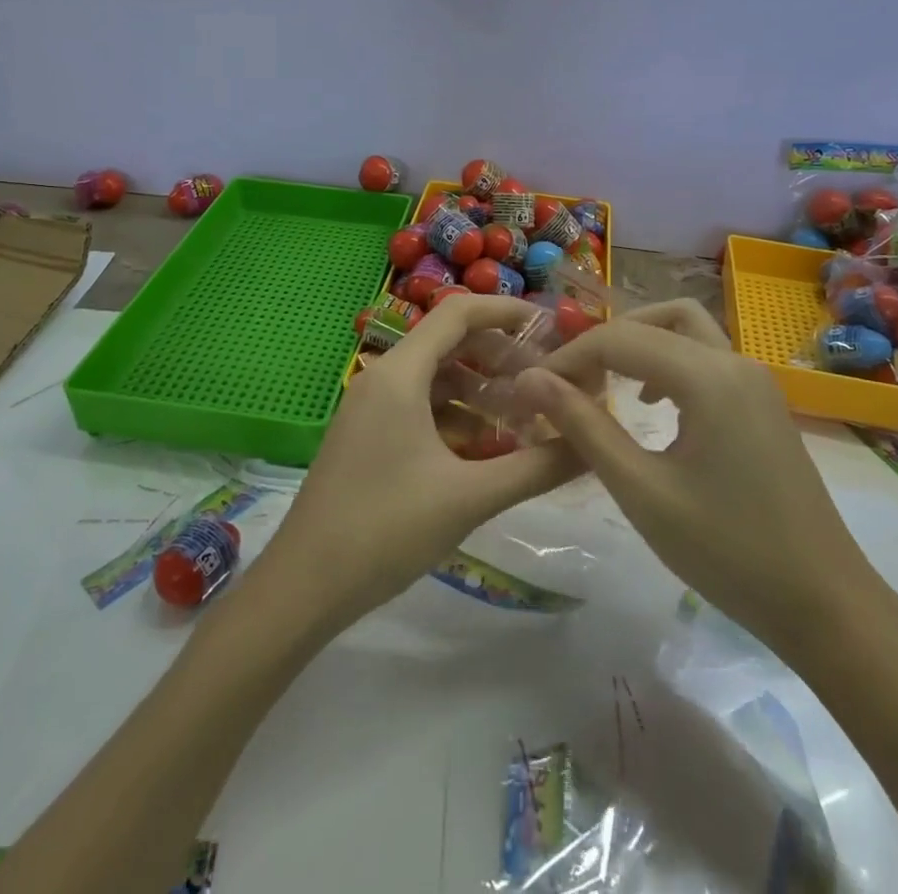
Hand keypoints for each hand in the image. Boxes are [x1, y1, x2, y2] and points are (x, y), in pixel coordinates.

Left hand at [263, 295, 583, 627]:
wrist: (304, 586)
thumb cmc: (386, 529)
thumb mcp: (469, 496)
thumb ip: (536, 467)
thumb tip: (593, 445)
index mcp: (400, 374)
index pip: (458, 313)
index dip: (507, 311)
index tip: (552, 328)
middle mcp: (383, 378)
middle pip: (450, 343)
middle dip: (501, 356)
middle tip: (547, 381)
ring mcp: (371, 407)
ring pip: (436, 378)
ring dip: (481, 390)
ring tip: (527, 417)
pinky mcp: (369, 435)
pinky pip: (420, 407)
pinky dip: (457, 416)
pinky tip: (488, 448)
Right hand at [513, 300, 879, 665]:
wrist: (826, 605)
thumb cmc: (727, 552)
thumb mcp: (641, 491)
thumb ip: (583, 425)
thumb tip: (530, 379)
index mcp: (707, 377)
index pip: (619, 339)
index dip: (569, 357)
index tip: (533, 390)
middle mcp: (734, 362)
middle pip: (655, 319)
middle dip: (605, 342)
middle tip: (570, 382)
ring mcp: (755, 380)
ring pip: (685, 329)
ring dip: (640, 345)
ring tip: (605, 385)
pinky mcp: (763, 402)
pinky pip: (706, 356)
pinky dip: (669, 362)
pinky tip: (651, 408)